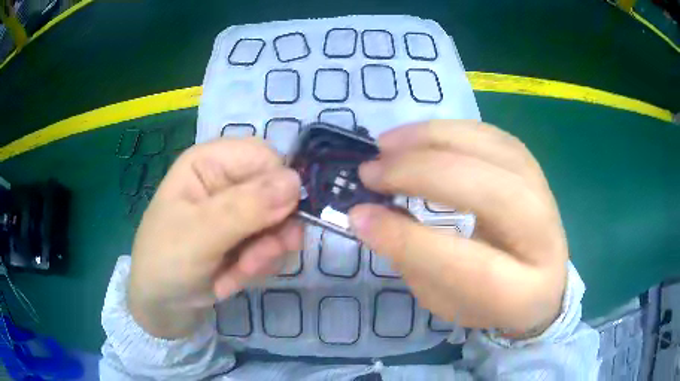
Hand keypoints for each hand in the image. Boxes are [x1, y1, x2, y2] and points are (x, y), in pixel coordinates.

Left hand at [128, 138, 301, 338]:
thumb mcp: (199, 235)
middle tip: (253, 262)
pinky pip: (273, 246)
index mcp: (209, 163)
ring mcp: (238, 211)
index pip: (265, 157)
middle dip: (272, 233)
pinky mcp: (246, 237)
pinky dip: (258, 267)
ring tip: (236, 275)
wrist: (162, 305)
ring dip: (264, 256)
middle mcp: (227, 181)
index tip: (277, 223)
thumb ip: (245, 208)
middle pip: (279, 192)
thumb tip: (295, 183)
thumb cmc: (165, 261)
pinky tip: (230, 280)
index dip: (278, 187)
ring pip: (281, 224)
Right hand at [349, 120, 567, 335]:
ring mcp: (544, 193)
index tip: (360, 215)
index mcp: (522, 292)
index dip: (407, 239)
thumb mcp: (446, 301)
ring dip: (433, 139)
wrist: (540, 277)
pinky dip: (450, 129)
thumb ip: (414, 261)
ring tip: (387, 144)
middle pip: (491, 193)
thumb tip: (371, 214)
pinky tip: (418, 136)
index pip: (466, 264)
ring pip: (494, 151)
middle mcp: (543, 238)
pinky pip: (492, 135)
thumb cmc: (489, 300)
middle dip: (422, 174)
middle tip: (372, 171)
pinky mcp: (533, 168)